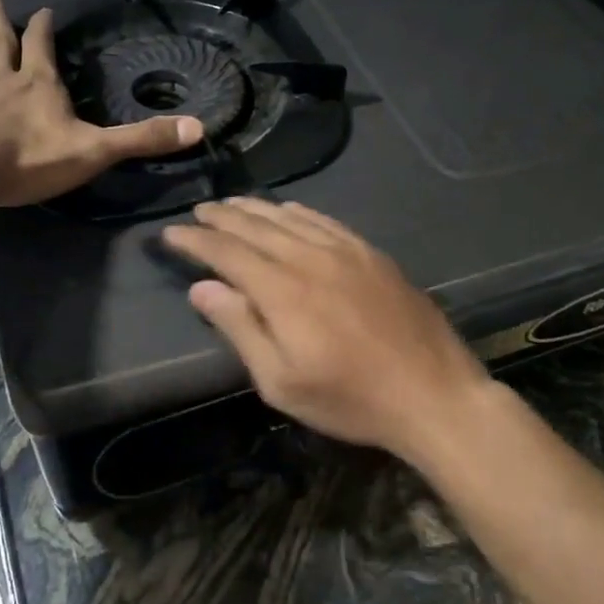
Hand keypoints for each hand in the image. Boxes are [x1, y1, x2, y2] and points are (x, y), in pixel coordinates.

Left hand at [0, 0, 203, 207]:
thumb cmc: (31, 159)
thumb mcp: (96, 149)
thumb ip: (143, 139)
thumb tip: (198, 128)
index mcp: (40, 86)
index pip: (44, 48)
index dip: (45, 29)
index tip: (44, 10)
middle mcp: (3, 84)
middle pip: (2, 45)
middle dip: (0, 21)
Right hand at [161, 198, 492, 460]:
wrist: (433, 393)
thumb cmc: (351, 399)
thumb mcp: (282, 382)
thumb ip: (241, 329)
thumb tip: (202, 288)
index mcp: (283, 291)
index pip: (227, 253)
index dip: (196, 241)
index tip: (170, 233)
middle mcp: (310, 259)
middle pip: (256, 227)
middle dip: (222, 218)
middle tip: (198, 211)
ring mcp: (346, 252)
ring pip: (289, 219)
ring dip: (255, 209)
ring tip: (231, 204)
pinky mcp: (371, 254)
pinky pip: (325, 221)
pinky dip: (298, 212)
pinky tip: (288, 210)